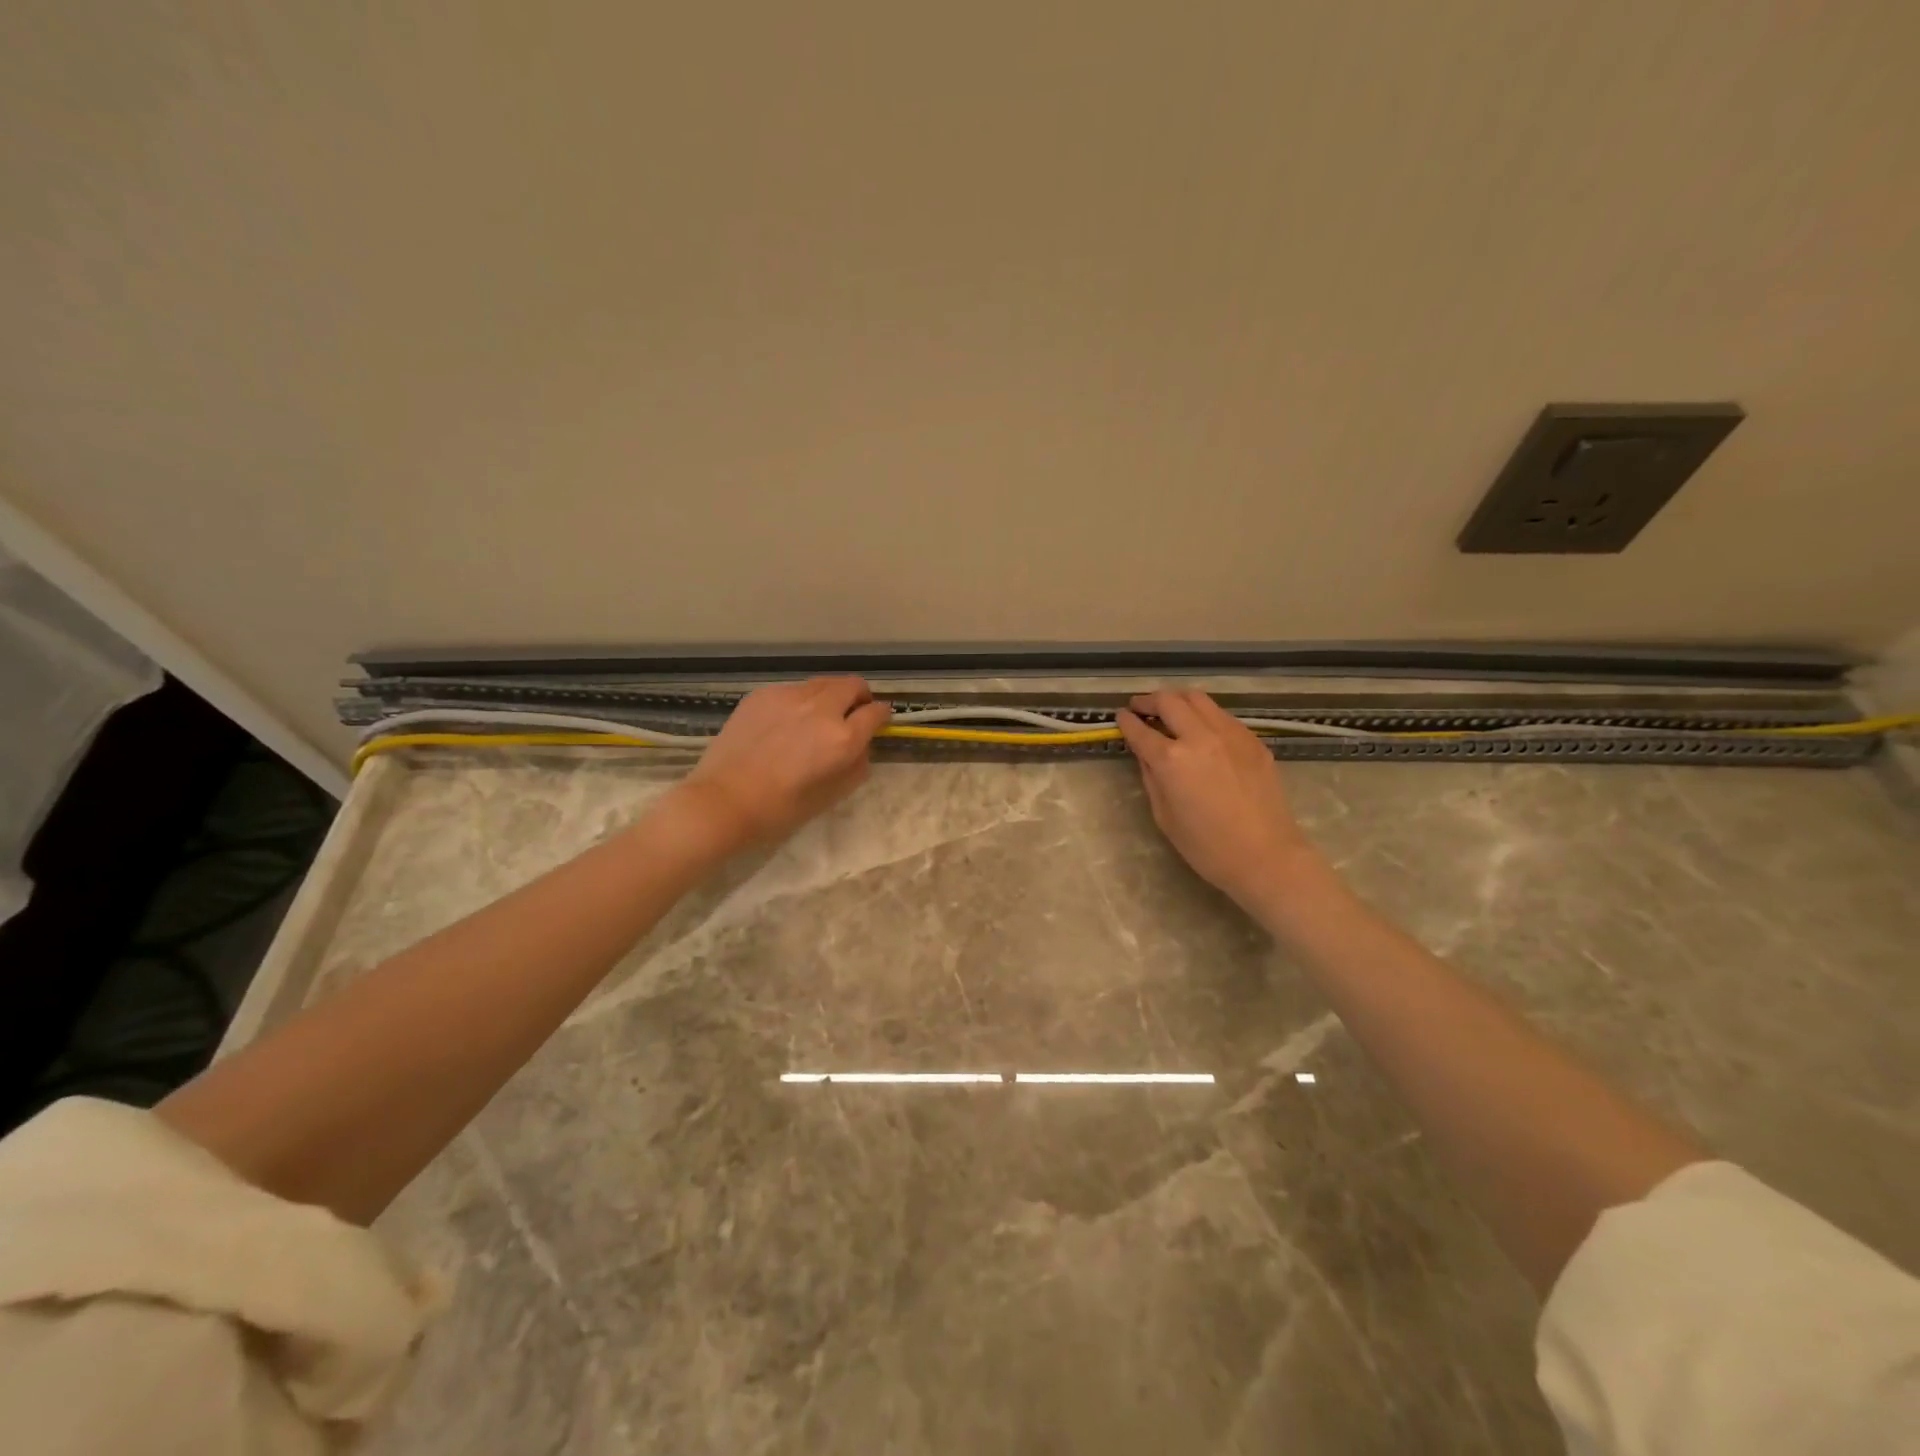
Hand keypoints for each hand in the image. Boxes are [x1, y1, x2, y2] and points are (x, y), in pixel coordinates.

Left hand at [680, 678, 891, 847]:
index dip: (882, 716)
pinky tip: (785, 723)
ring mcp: (789, 696)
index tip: (879, 722)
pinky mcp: (763, 694)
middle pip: (853, 685)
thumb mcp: (831, 796)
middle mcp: (820, 709)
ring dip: (830, 696)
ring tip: (817, 717)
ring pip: (822, 683)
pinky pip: (793, 689)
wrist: (723, 800)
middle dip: (860, 697)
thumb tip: (862, 746)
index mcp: (842, 738)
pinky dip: (800, 701)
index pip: (876, 713)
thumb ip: (856, 766)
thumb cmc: (780, 809)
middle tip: (852, 713)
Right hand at [1117, 690, 1323, 914]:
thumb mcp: (1164, 816)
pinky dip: (1205, 714)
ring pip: (1198, 698)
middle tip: (1141, 707)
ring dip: (1178, 700)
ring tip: (1170, 710)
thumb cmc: (1207, 847)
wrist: (1266, 856)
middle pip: (1169, 701)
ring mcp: (1230, 734)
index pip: (1140, 730)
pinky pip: (1222, 715)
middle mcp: (1199, 737)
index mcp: (1171, 760)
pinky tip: (1202, 730)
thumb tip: (1146, 755)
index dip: (1127, 721)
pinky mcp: (1252, 740)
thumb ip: (1152, 778)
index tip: (1121, 717)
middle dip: (1149, 700)